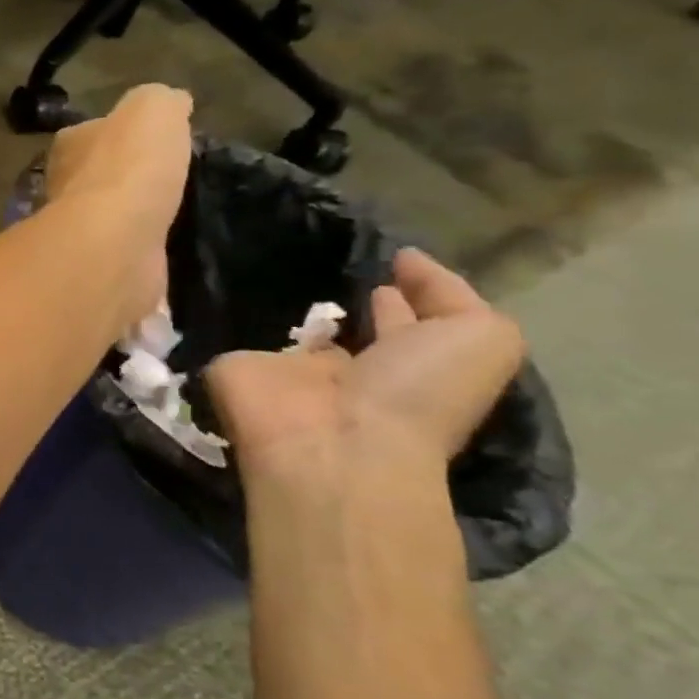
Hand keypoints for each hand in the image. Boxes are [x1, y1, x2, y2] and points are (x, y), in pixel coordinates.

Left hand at [43, 84, 192, 330]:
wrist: (115, 243)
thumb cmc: (129, 168)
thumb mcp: (153, 109)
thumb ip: (161, 101)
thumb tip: (173, 103)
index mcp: (70, 143)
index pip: (93, 130)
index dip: (122, 132)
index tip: (155, 140)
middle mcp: (64, 184)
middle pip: (97, 173)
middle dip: (126, 176)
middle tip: (168, 180)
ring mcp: (79, 229)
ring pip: (108, 215)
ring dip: (133, 215)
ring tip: (173, 214)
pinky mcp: (99, 265)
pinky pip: (123, 250)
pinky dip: (139, 249)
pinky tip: (163, 248)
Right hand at [205, 249, 526, 490]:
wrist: (332, 442)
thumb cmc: (415, 395)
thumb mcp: (480, 339)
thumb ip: (449, 293)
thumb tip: (406, 259)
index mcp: (409, 366)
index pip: (406, 322)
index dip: (405, 291)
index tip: (389, 258)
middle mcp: (350, 372)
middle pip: (345, 328)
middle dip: (342, 299)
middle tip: (324, 256)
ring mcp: (287, 373)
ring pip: (283, 330)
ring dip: (276, 304)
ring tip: (267, 261)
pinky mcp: (232, 368)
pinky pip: (229, 336)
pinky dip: (220, 317)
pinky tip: (219, 288)